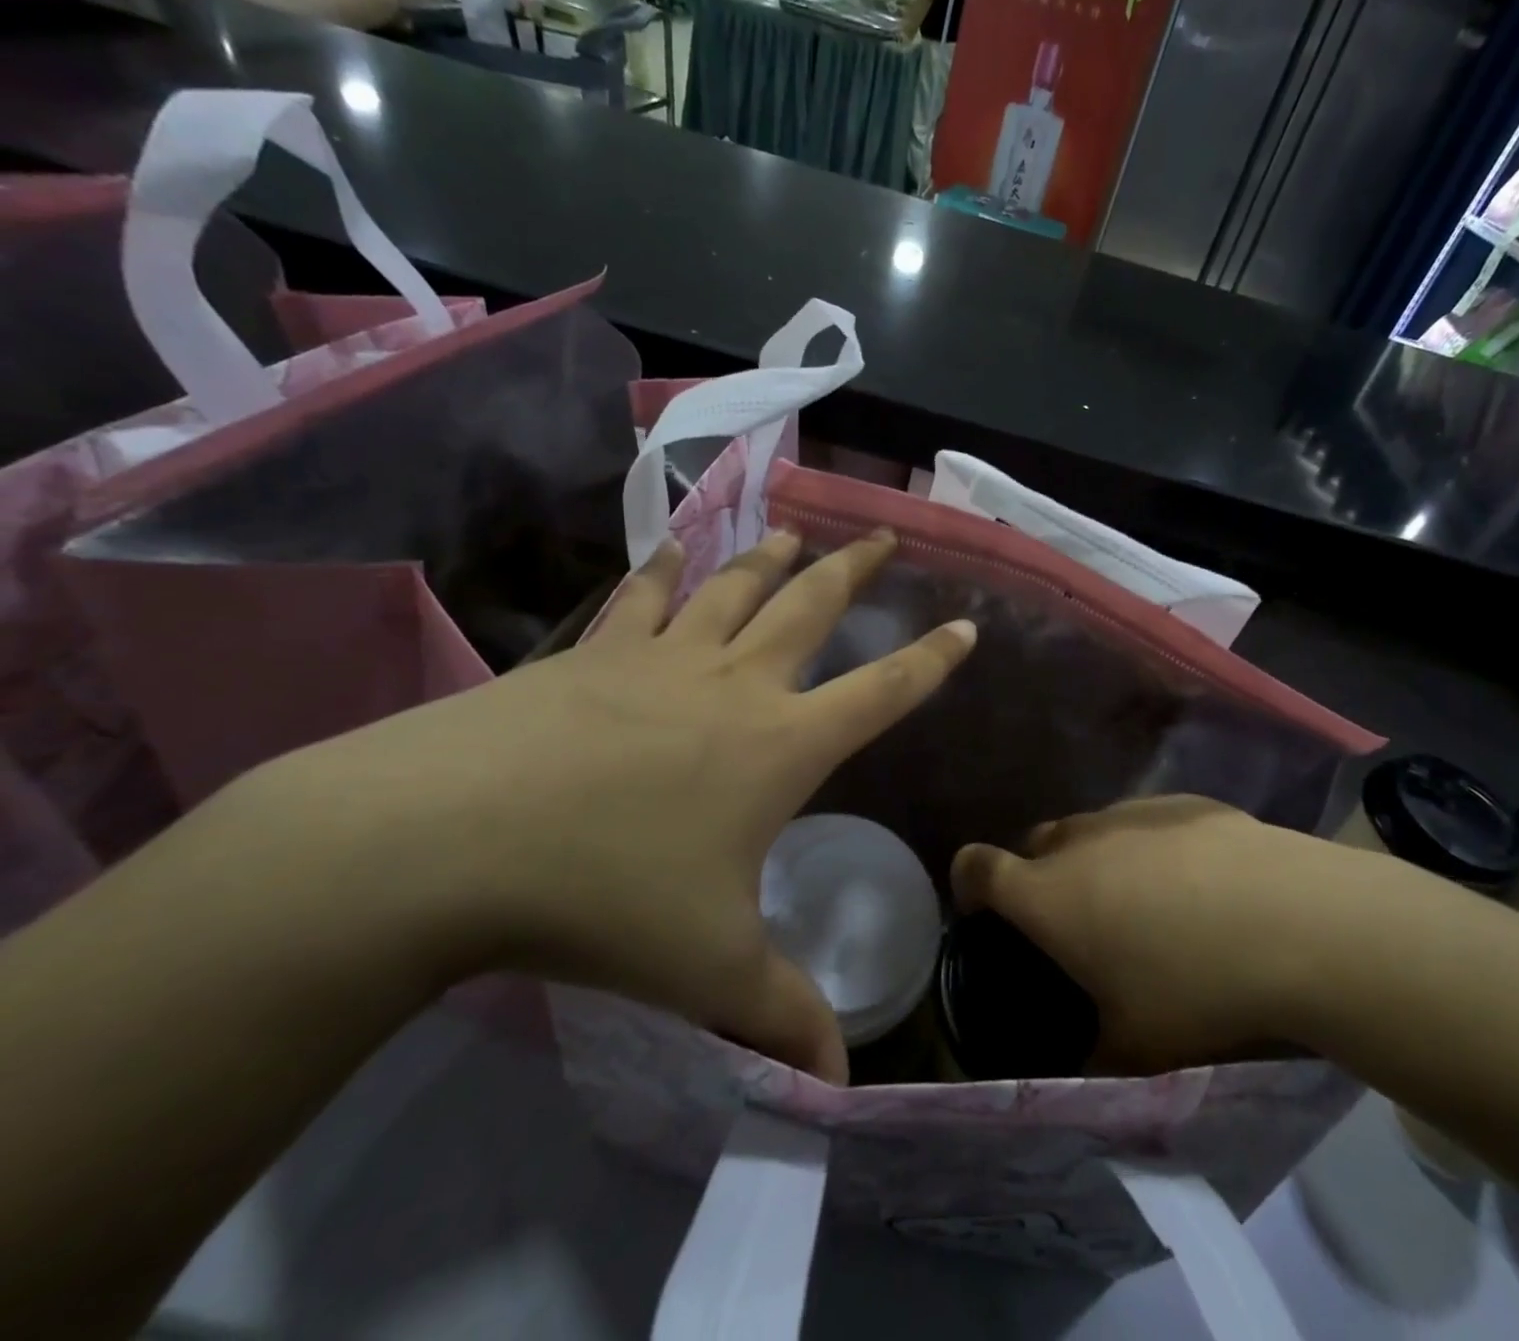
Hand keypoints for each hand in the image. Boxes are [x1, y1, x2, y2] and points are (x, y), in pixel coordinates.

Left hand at [250, 530, 974, 1083]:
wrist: (446, 841)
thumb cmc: (604, 898)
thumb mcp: (711, 972)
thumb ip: (783, 1019)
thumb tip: (841, 1087)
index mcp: (780, 744)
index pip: (883, 692)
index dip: (932, 661)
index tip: (967, 626)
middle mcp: (733, 684)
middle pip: (812, 608)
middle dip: (856, 570)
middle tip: (882, 535)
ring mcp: (661, 658)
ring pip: (733, 588)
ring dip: (770, 558)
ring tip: (796, 534)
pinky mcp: (592, 654)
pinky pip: (641, 598)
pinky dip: (663, 569)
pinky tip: (671, 550)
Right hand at [950, 796, 1426, 1071]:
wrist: (1293, 920)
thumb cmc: (1194, 986)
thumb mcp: (1136, 1044)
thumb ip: (1093, 1050)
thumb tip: (1086, 1058)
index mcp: (1048, 894)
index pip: (976, 867)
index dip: (969, 884)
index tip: (985, 912)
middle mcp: (1078, 841)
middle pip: (1035, 844)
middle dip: (1040, 877)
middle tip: (1078, 923)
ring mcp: (1130, 812)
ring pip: (1090, 831)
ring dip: (1097, 861)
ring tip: (1145, 906)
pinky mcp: (1180, 801)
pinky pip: (1143, 822)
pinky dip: (1148, 847)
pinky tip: (1197, 882)